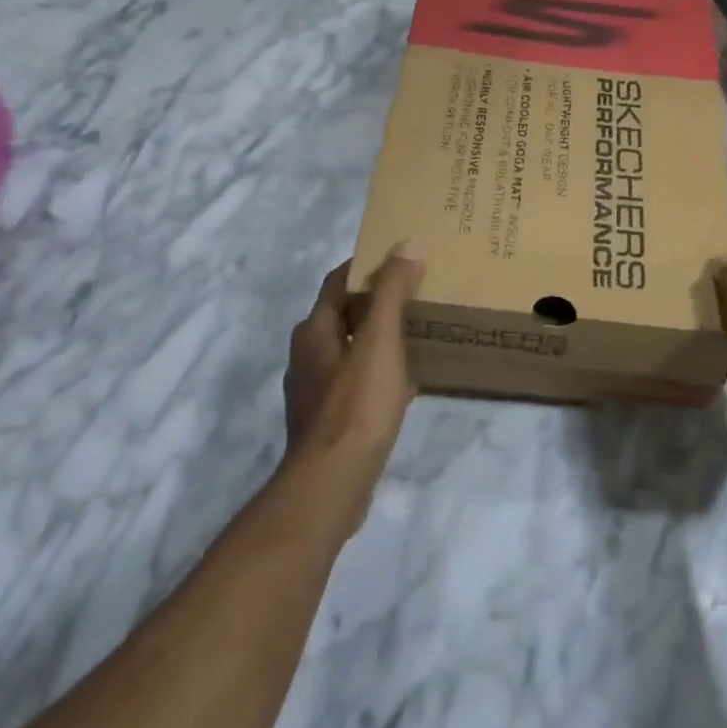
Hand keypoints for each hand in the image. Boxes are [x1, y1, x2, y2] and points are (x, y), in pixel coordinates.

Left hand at [282, 243, 425, 509]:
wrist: (333, 483)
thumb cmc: (356, 404)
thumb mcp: (380, 339)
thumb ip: (392, 291)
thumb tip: (406, 245)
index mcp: (314, 330)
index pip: (339, 281)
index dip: (368, 264)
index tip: (402, 256)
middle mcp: (308, 355)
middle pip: (345, 314)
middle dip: (378, 301)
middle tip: (418, 292)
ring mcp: (316, 391)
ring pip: (352, 349)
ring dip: (380, 337)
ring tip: (418, 332)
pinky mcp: (329, 421)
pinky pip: (358, 382)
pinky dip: (381, 372)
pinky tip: (408, 383)